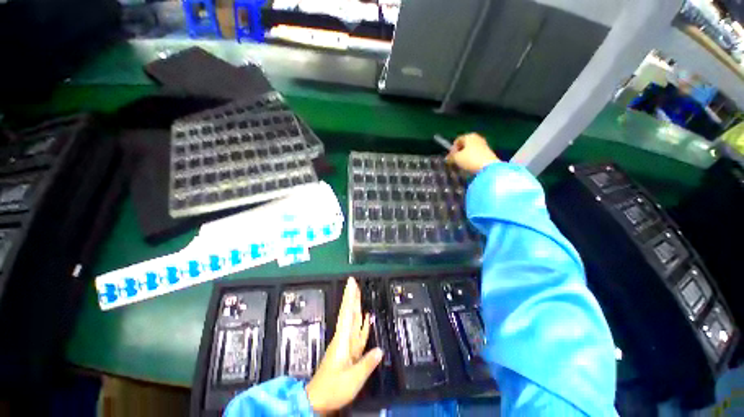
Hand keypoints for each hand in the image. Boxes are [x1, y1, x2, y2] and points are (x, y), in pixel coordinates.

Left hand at [306, 278, 382, 413]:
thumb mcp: (352, 379)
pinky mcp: (349, 351)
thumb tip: (380, 350)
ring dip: (356, 307)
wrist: (319, 400)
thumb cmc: (333, 388)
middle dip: (352, 297)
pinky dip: (362, 324)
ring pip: (353, 321)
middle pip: (349, 313)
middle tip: (355, 283)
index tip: (351, 283)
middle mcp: (344, 338)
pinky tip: (366, 318)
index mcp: (343, 340)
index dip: (349, 296)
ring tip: (359, 295)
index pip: (347, 312)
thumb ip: (367, 364)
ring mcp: (346, 344)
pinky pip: (357, 334)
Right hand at [446, 133, 499, 173]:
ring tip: (461, 164)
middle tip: (455, 161)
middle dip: (459, 153)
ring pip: (470, 150)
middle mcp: (477, 138)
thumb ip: (451, 157)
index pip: (457, 140)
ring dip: (465, 156)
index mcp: (469, 136)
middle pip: (465, 145)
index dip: (452, 149)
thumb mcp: (456, 158)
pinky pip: (476, 154)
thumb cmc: (470, 159)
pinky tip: (469, 165)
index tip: (450, 158)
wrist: (488, 167)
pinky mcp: (488, 152)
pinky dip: (471, 158)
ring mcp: (484, 144)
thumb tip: (447, 158)